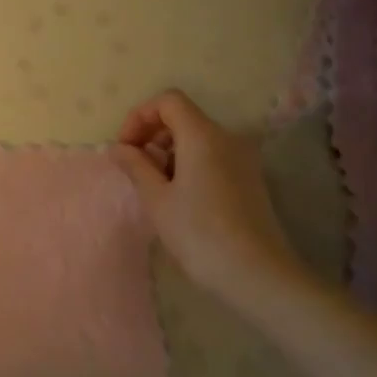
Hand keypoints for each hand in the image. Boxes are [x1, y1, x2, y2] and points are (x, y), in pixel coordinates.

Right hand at [111, 90, 300, 298]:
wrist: (259, 276)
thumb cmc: (200, 234)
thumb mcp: (157, 199)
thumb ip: (135, 166)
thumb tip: (118, 147)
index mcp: (203, 136)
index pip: (168, 101)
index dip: (140, 116)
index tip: (125, 148)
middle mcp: (227, 138)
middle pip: (183, 117)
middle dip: (152, 134)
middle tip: (134, 167)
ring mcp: (243, 159)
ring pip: (197, 137)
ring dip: (169, 151)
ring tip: (154, 186)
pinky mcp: (250, 179)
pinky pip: (212, 156)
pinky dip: (189, 163)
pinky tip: (180, 197)